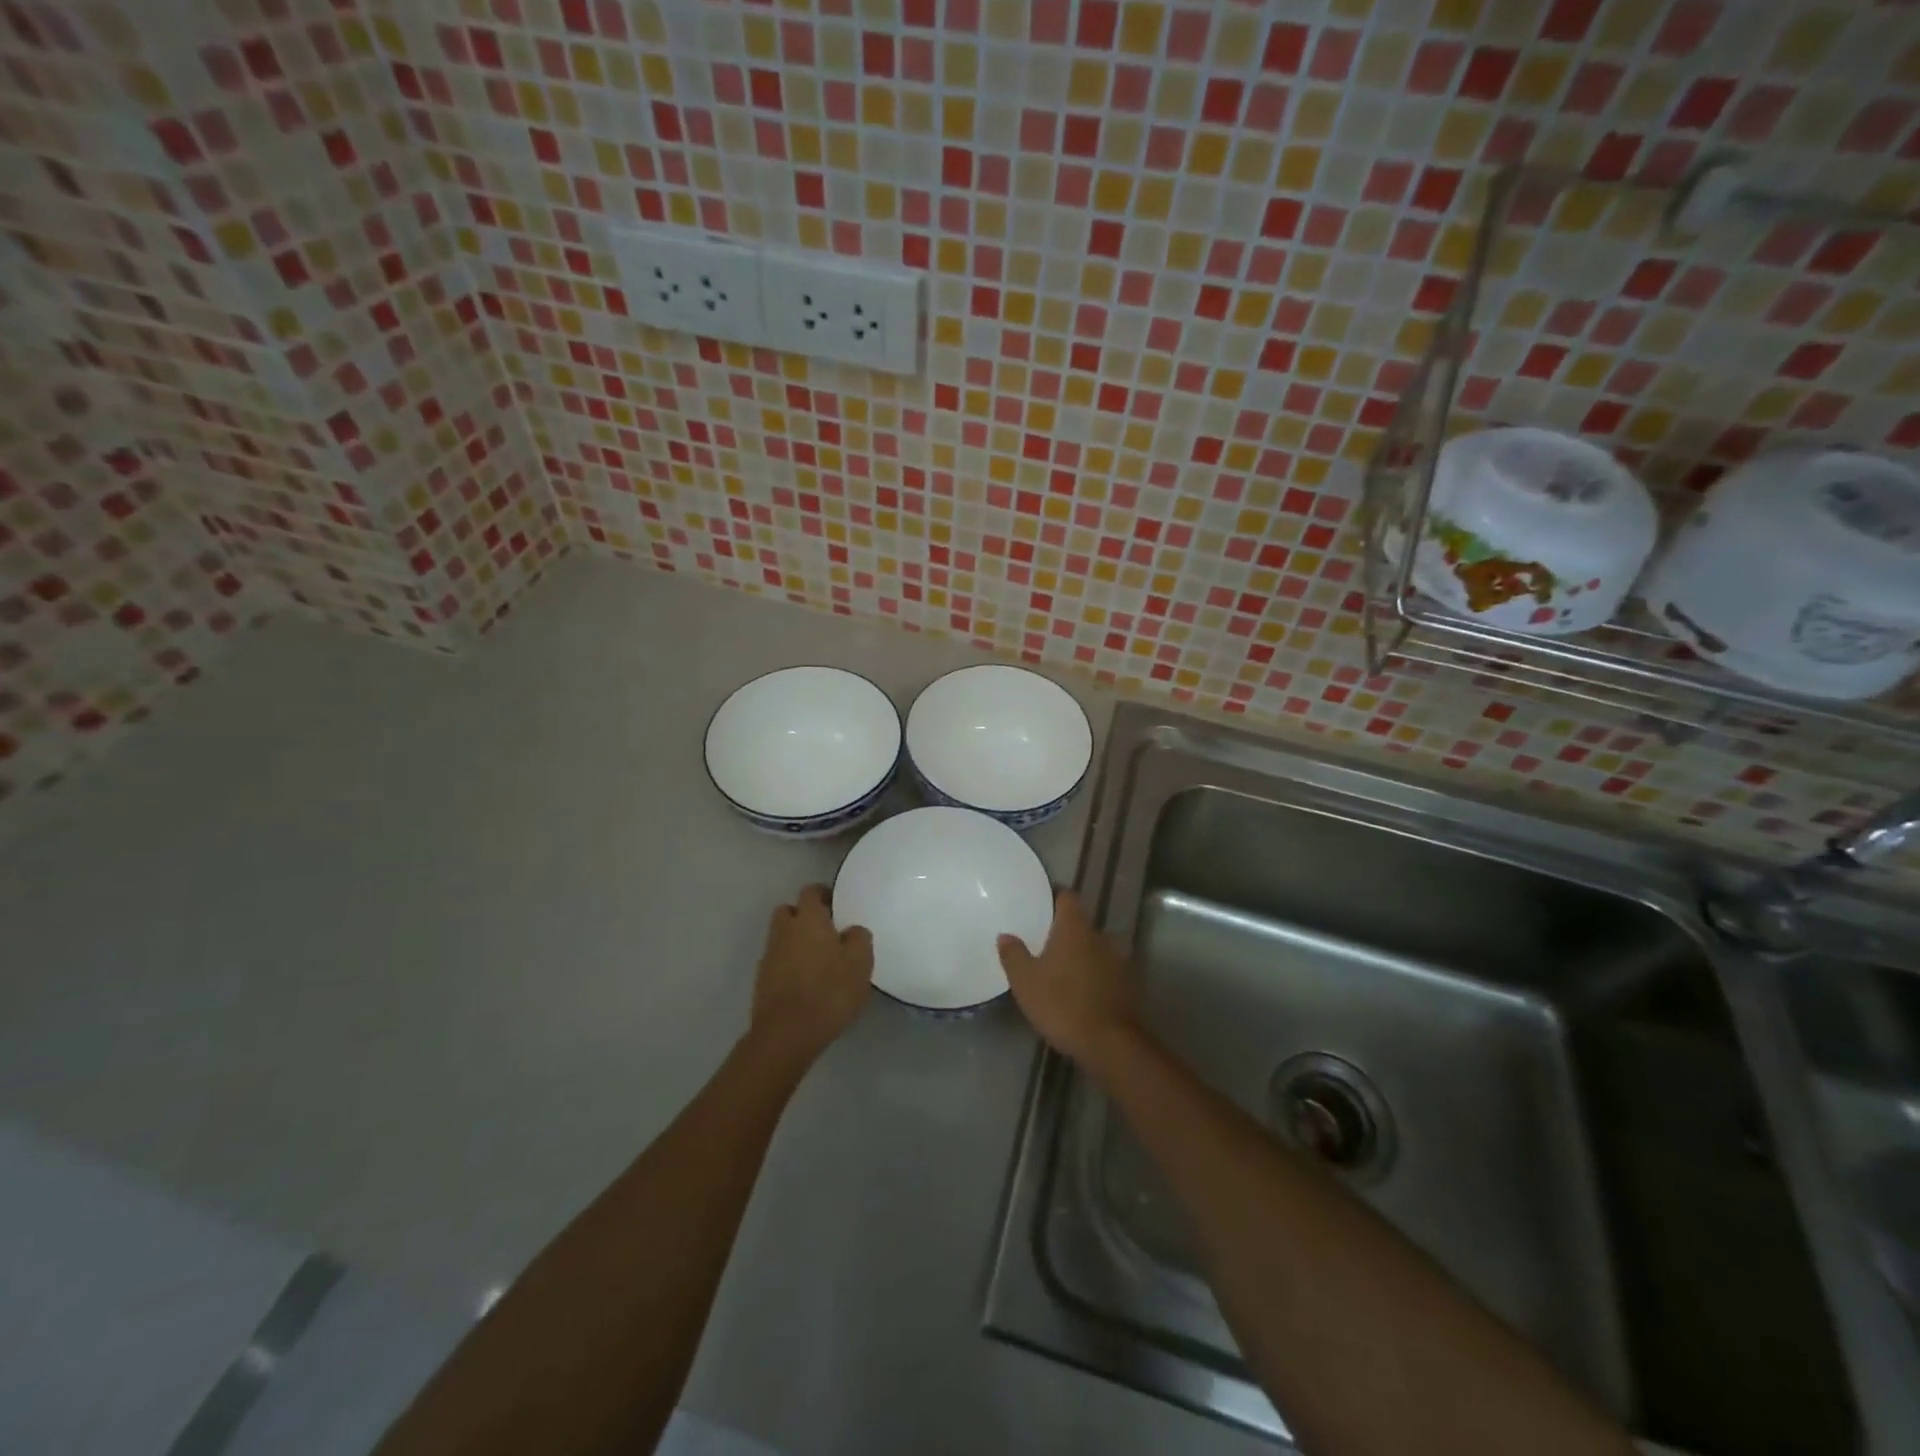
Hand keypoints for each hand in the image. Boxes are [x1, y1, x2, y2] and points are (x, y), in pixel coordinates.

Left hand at [748, 884, 872, 1067]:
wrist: (787, 1033)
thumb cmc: (829, 990)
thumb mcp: (860, 962)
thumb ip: (859, 938)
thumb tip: (851, 931)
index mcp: (808, 919)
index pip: (811, 891)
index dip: (823, 895)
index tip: (837, 906)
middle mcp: (784, 930)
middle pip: (790, 911)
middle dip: (804, 916)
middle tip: (826, 931)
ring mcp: (769, 955)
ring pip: (782, 937)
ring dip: (796, 942)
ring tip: (818, 960)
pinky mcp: (762, 980)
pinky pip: (778, 962)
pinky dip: (789, 965)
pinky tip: (806, 982)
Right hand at [998, 890, 1139, 1068]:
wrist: (1110, 1043)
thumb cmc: (1062, 1004)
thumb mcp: (1025, 981)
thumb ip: (1014, 955)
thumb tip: (1006, 935)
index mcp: (1075, 928)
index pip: (1067, 897)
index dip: (1054, 897)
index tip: (1041, 905)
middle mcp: (1101, 936)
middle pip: (1081, 924)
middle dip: (1065, 933)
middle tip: (1045, 945)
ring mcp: (1120, 960)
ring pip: (1096, 949)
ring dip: (1082, 956)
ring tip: (1063, 972)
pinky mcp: (1130, 985)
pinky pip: (1108, 971)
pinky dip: (1096, 976)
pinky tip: (1082, 993)